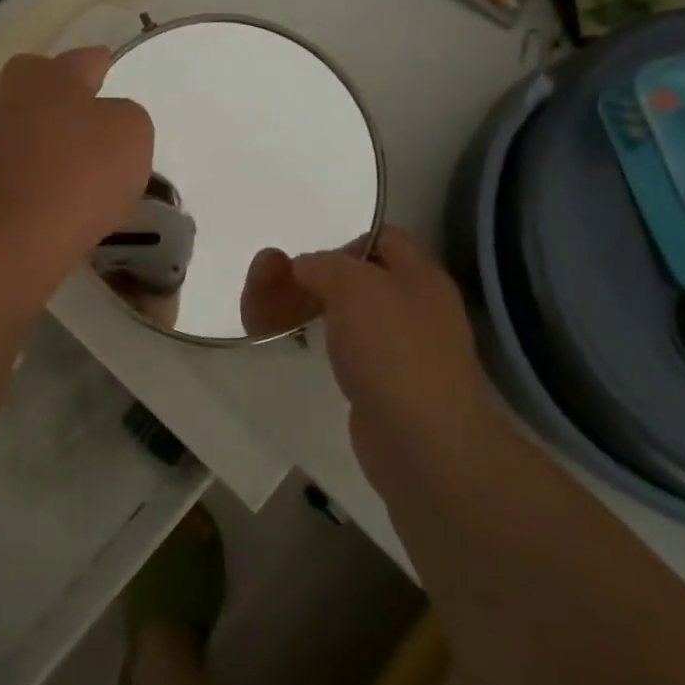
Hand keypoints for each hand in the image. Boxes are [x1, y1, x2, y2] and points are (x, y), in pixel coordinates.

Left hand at [0, 48, 153, 280]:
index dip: (102, 64)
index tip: (109, 68)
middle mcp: (16, 93)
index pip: (86, 58)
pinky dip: (32, 158)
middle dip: (60, 86)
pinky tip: (53, 178)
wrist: (23, 234)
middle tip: (86, 107)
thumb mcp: (133, 132)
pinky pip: (15, 152)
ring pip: (21, 113)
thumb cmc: (84, 172)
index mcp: (54, 74)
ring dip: (41, 122)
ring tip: (69, 146)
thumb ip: (125, 114)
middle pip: (39, 76)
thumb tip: (104, 119)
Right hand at [290, 227, 490, 488]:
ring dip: (301, 309)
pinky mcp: (380, 386)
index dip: (342, 241)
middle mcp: (413, 309)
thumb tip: (305, 268)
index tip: (308, 261)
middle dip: (308, 279)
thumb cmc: (393, 352)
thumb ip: (324, 265)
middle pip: (354, 279)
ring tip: (261, 318)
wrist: (422, 445)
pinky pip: (342, 351)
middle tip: (269, 288)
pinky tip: (289, 348)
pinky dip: (314, 345)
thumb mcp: (354, 287)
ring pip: (342, 316)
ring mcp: (398, 351)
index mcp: (420, 277)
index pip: (383, 239)